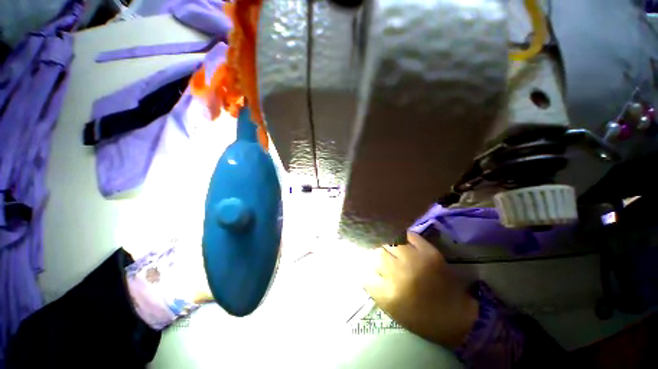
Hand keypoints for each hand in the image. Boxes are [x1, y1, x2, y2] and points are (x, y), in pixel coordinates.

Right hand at [363, 232, 478, 346]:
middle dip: (377, 253)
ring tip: (389, 245)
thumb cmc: (420, 318)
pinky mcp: (429, 252)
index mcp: (389, 293)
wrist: (456, 316)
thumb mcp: (391, 309)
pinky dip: (402, 236)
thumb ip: (373, 288)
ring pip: (390, 242)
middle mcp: (400, 273)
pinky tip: (401, 240)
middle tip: (380, 254)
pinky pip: (409, 235)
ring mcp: (415, 260)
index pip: (366, 271)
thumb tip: (363, 268)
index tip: (366, 264)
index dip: (365, 266)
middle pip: (378, 252)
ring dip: (387, 243)